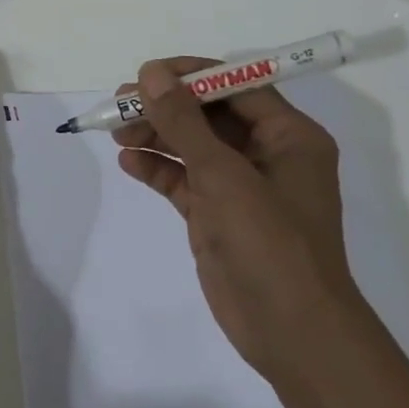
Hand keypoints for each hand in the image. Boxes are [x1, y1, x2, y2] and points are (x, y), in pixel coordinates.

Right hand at [115, 57, 358, 383]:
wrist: (292, 333)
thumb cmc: (270, 243)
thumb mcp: (223, 175)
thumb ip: (184, 122)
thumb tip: (150, 74)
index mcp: (289, 136)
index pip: (236, 86)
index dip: (191, 75)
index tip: (146, 74)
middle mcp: (268, 155)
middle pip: (209, 115)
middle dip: (166, 107)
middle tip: (120, 103)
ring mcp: (242, 187)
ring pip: (193, 147)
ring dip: (156, 136)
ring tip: (116, 132)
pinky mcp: (219, 215)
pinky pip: (184, 180)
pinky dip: (158, 169)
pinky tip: (129, 162)